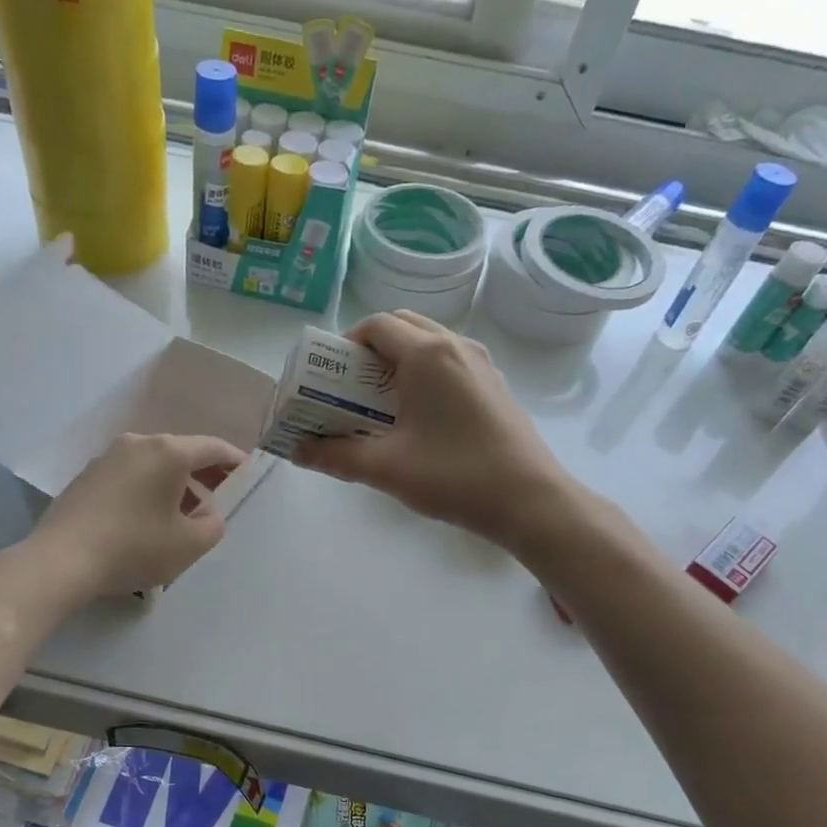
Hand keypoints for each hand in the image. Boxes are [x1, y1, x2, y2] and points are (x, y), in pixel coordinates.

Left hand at [30, 433, 245, 599]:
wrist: (61, 560)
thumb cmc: (134, 548)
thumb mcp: (190, 544)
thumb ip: (213, 524)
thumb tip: (207, 512)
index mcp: (168, 452)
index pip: (212, 447)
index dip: (234, 460)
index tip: (246, 473)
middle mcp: (138, 444)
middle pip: (181, 453)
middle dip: (203, 474)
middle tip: (218, 497)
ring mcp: (108, 458)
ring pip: (153, 465)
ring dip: (174, 484)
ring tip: (182, 515)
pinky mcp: (87, 476)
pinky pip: (130, 476)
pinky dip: (147, 489)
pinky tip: (146, 518)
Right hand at [297, 312, 569, 547]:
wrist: (529, 500)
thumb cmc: (454, 476)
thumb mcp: (385, 468)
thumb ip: (335, 455)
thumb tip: (297, 450)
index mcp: (427, 354)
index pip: (376, 326)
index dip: (345, 345)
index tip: (329, 376)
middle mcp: (456, 346)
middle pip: (402, 327)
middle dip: (369, 351)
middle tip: (350, 390)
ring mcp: (480, 364)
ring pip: (428, 344)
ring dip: (397, 363)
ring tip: (379, 406)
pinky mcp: (494, 384)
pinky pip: (448, 363)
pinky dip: (423, 375)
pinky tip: (416, 419)